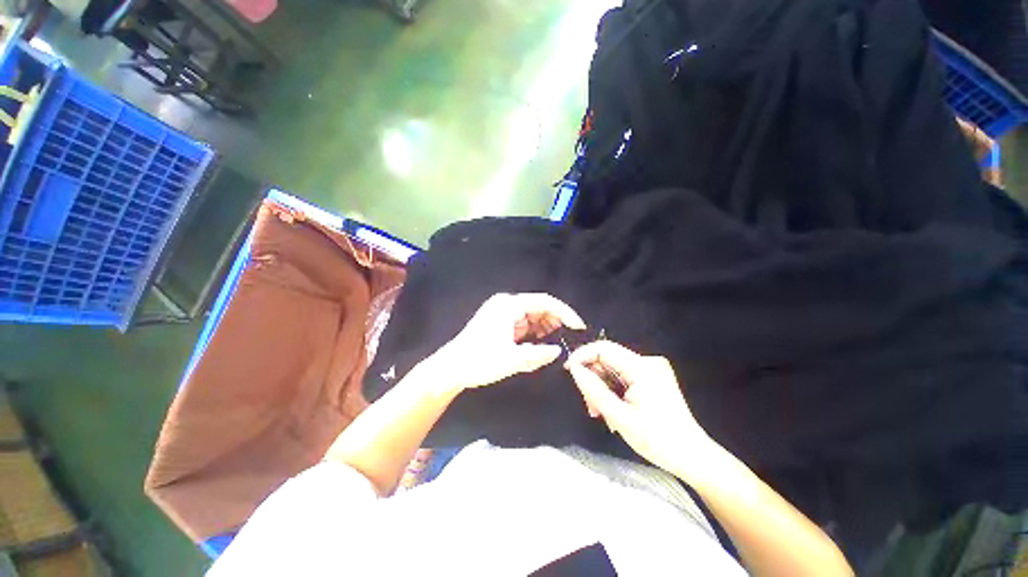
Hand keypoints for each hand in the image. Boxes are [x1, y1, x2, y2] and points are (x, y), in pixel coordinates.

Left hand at [429, 293, 585, 391]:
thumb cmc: (478, 361)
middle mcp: (506, 304)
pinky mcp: (500, 323)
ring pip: (532, 316)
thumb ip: (538, 354)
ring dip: (544, 329)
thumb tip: (558, 351)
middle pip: (539, 308)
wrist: (450, 369)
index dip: (564, 312)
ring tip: (554, 344)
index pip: (544, 301)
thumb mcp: (511, 360)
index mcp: (509, 305)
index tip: (578, 326)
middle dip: (554, 322)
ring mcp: (502, 313)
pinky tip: (539, 345)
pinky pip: (523, 324)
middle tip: (568, 339)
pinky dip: (534, 333)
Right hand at [565, 341, 714, 480]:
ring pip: (613, 370)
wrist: (693, 457)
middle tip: (590, 407)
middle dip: (594, 380)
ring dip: (602, 389)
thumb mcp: (620, 417)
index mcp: (643, 368)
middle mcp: (648, 362)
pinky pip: (623, 376)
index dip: (583, 355)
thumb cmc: (658, 440)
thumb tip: (574, 369)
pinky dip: (613, 391)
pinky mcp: (652, 378)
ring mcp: (652, 370)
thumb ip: (594, 390)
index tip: (569, 371)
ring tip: (601, 414)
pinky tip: (613, 410)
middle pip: (608, 360)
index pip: (604, 348)